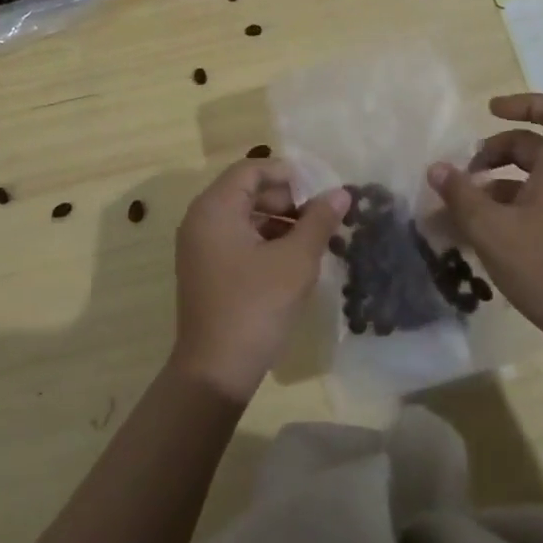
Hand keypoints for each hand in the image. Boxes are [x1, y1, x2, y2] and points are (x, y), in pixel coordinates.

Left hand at [170, 161, 346, 401]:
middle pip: (247, 191)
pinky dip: (265, 241)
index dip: (288, 174)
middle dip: (287, 200)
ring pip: (244, 217)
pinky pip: (237, 239)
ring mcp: (200, 246)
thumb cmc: (255, 306)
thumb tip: (341, 192)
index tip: (320, 190)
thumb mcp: (296, 261)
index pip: (252, 169)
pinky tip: (293, 260)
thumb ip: (319, 221)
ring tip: (315, 239)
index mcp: (215, 208)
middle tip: (322, 217)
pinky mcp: (206, 269)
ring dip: (279, 222)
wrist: (215, 372)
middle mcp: (201, 219)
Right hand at [427, 93, 542, 338]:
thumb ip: (460, 194)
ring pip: (533, 176)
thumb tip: (436, 168)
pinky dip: (507, 205)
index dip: (526, 103)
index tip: (491, 112)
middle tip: (464, 172)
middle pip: (535, 144)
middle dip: (495, 150)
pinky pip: (536, 202)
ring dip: (496, 181)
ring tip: (464, 204)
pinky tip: (480, 231)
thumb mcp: (491, 228)